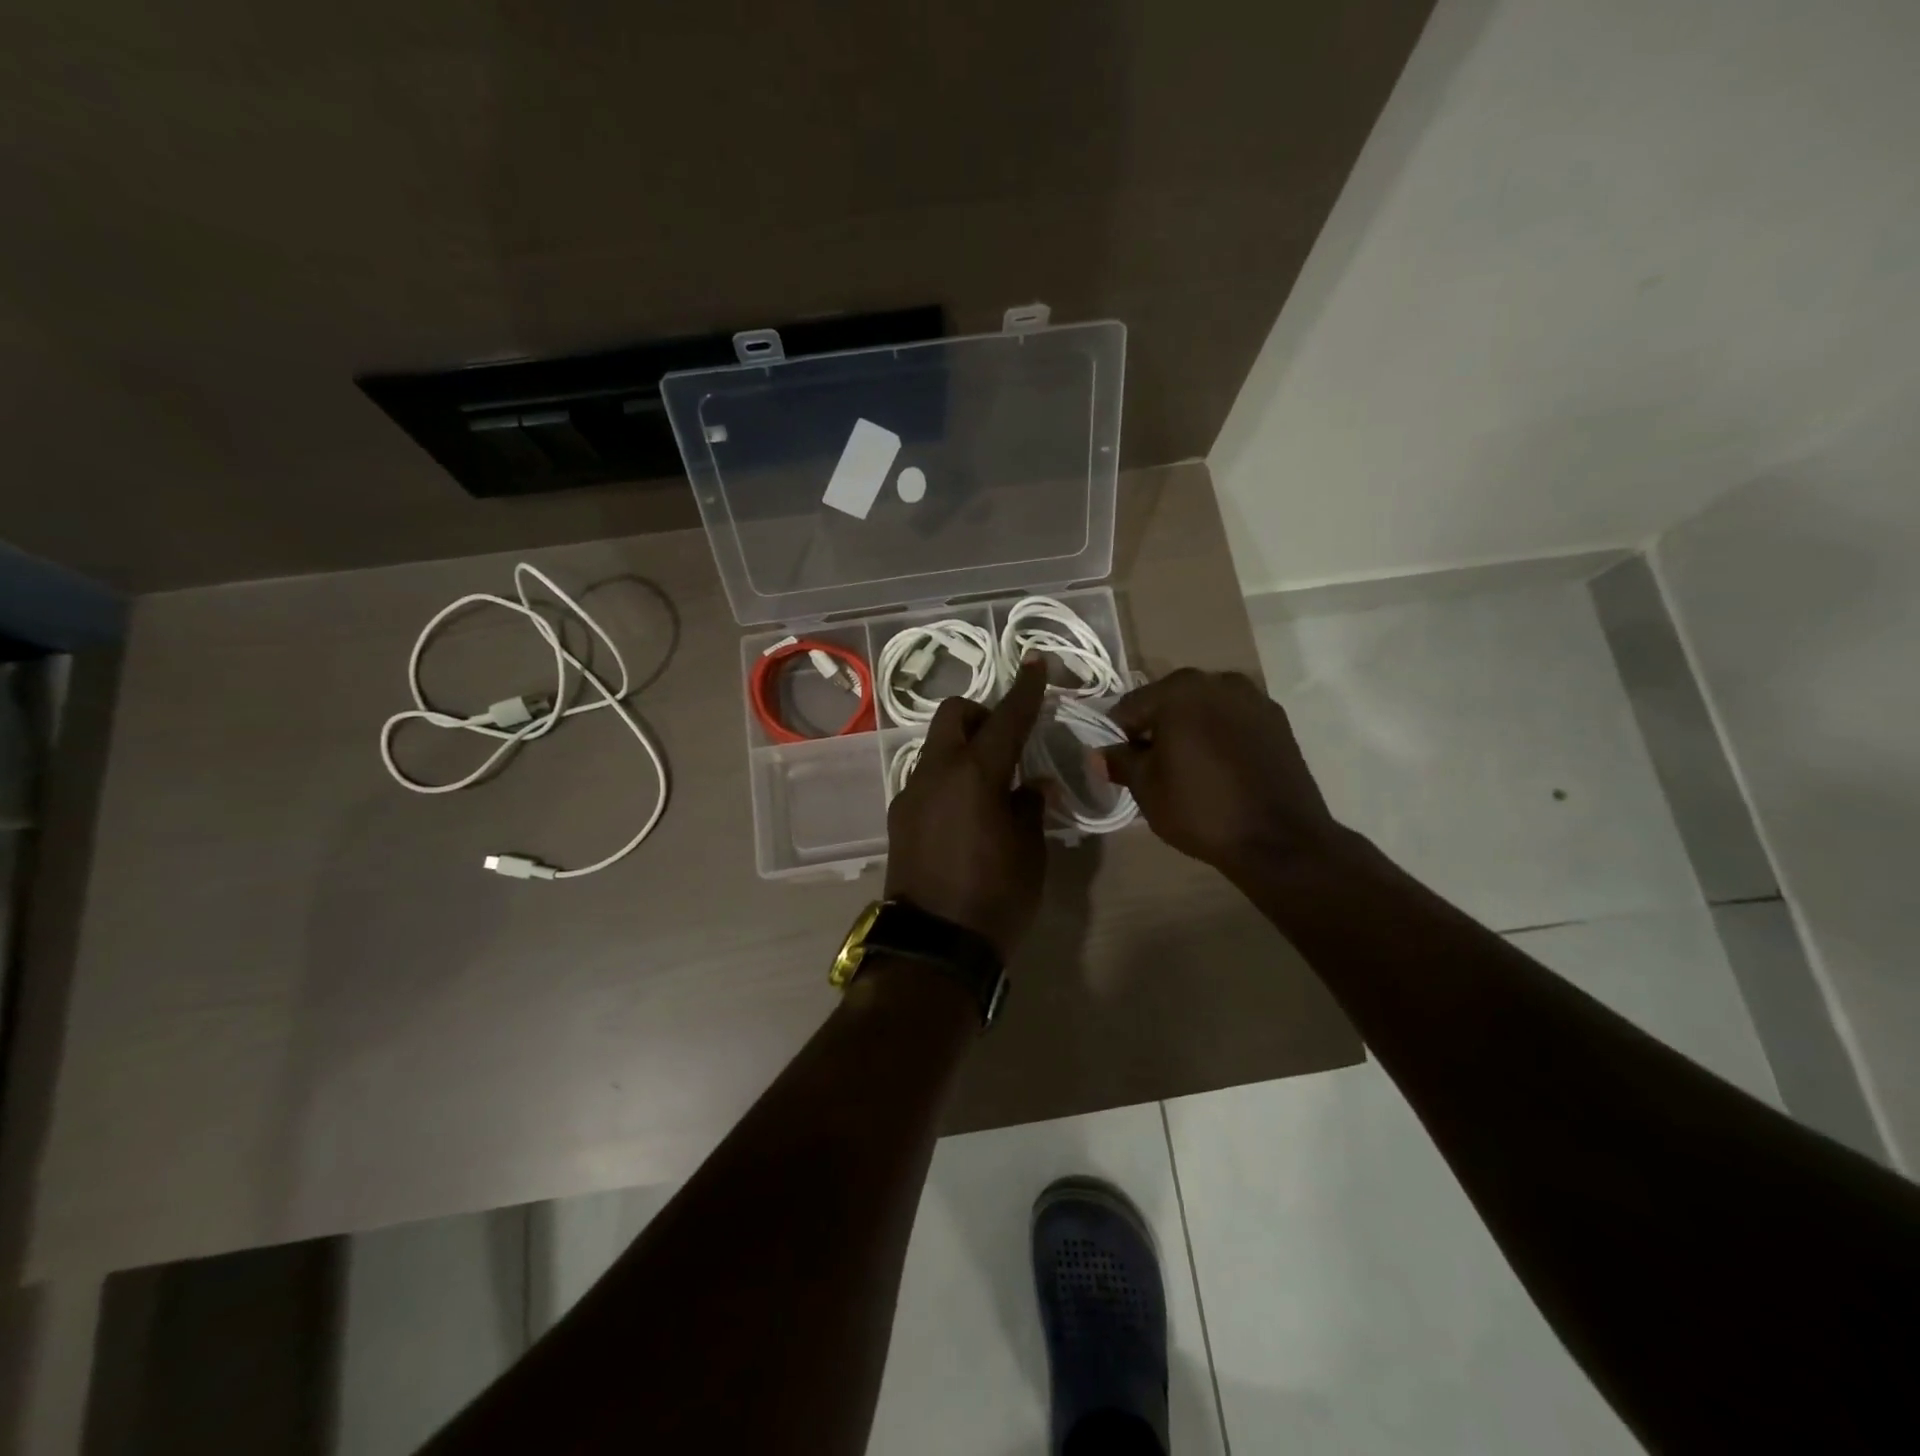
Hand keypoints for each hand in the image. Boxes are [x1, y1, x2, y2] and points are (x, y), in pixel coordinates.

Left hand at [885, 661, 1049, 958]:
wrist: (933, 947)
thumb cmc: (995, 897)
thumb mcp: (1030, 852)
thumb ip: (1030, 808)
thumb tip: (1031, 786)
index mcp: (975, 775)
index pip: (1006, 719)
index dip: (1024, 690)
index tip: (1034, 664)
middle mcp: (936, 773)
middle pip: (952, 715)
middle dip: (981, 714)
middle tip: (1007, 740)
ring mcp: (911, 794)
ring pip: (936, 747)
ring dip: (963, 748)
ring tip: (990, 784)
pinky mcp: (899, 817)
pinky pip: (927, 779)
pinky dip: (949, 777)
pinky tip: (966, 812)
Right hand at [1100, 668, 1343, 880]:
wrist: (1280, 840)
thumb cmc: (1201, 809)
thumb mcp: (1147, 788)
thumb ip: (1120, 762)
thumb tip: (1100, 753)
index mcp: (1179, 690)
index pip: (1129, 707)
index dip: (1118, 737)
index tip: (1122, 764)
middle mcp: (1217, 681)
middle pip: (1169, 701)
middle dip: (1157, 729)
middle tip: (1155, 768)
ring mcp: (1253, 698)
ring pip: (1204, 709)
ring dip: (1191, 730)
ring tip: (1191, 768)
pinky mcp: (1278, 720)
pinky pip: (1234, 721)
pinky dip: (1221, 736)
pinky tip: (1222, 768)